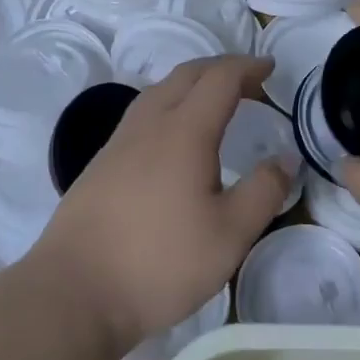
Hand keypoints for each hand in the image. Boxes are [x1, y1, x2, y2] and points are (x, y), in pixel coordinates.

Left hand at [34, 56, 292, 355]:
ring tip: (213, 101)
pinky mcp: (100, 163)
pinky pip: (142, 113)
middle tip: (248, 80)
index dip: (247, 67)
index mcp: (184, 130)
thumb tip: (286, 158)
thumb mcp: (230, 235)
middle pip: (186, 75)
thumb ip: (264, 192)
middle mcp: (149, 124)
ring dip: (191, 83)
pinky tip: (172, 137)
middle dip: (220, 68)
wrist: (73, 292)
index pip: (220, 78)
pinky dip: (169, 104)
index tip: (270, 68)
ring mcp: (119, 142)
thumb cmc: (160, 262)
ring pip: (159, 91)